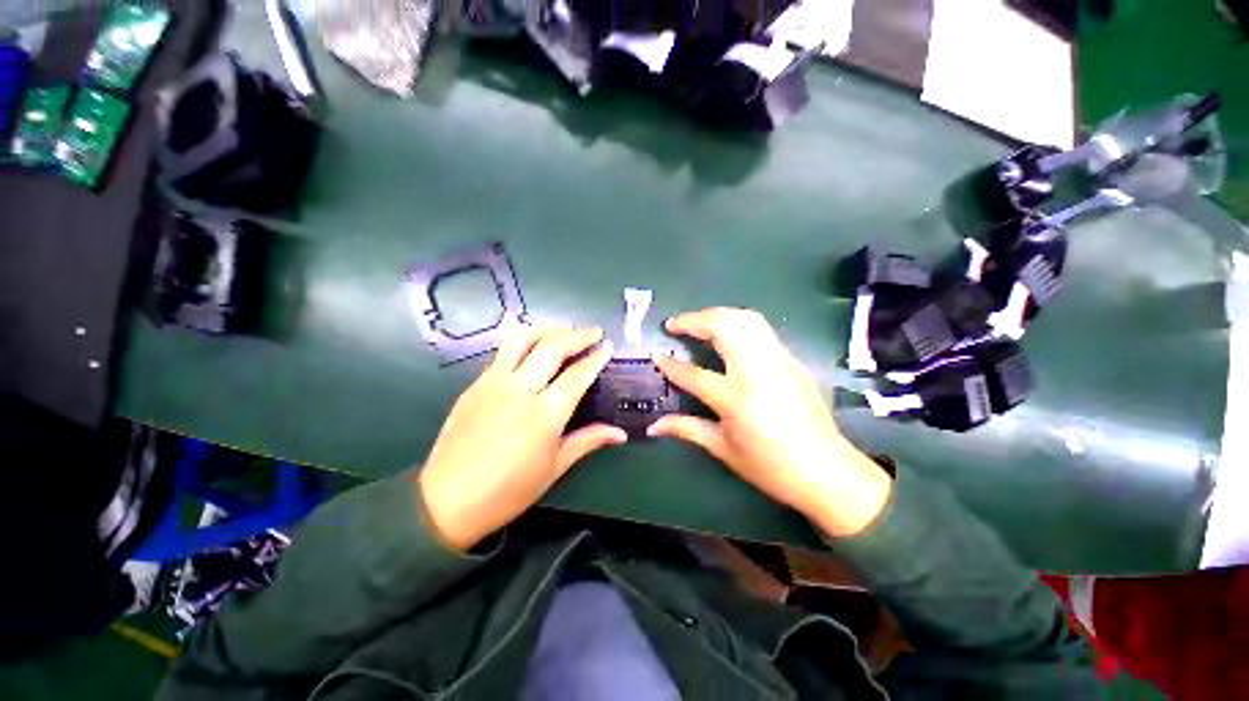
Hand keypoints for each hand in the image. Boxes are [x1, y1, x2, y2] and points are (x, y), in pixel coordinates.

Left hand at [418, 325, 626, 550]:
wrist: (446, 501)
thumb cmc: (508, 491)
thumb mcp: (554, 468)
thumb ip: (588, 441)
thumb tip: (620, 434)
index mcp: (544, 415)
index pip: (577, 375)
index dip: (596, 358)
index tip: (608, 346)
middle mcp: (520, 390)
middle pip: (552, 347)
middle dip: (578, 334)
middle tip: (594, 332)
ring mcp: (493, 383)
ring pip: (523, 339)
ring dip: (547, 329)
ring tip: (563, 330)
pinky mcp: (475, 384)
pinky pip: (503, 353)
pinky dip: (524, 342)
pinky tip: (533, 350)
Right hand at [650, 308, 892, 536]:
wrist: (827, 471)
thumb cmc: (770, 467)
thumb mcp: (723, 449)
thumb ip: (686, 429)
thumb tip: (654, 426)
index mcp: (735, 396)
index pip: (692, 373)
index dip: (670, 364)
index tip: (657, 355)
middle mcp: (756, 369)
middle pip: (722, 327)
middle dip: (693, 320)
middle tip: (675, 324)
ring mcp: (778, 360)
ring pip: (746, 319)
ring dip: (718, 314)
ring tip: (700, 322)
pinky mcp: (792, 361)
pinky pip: (762, 331)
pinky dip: (739, 325)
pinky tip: (730, 338)